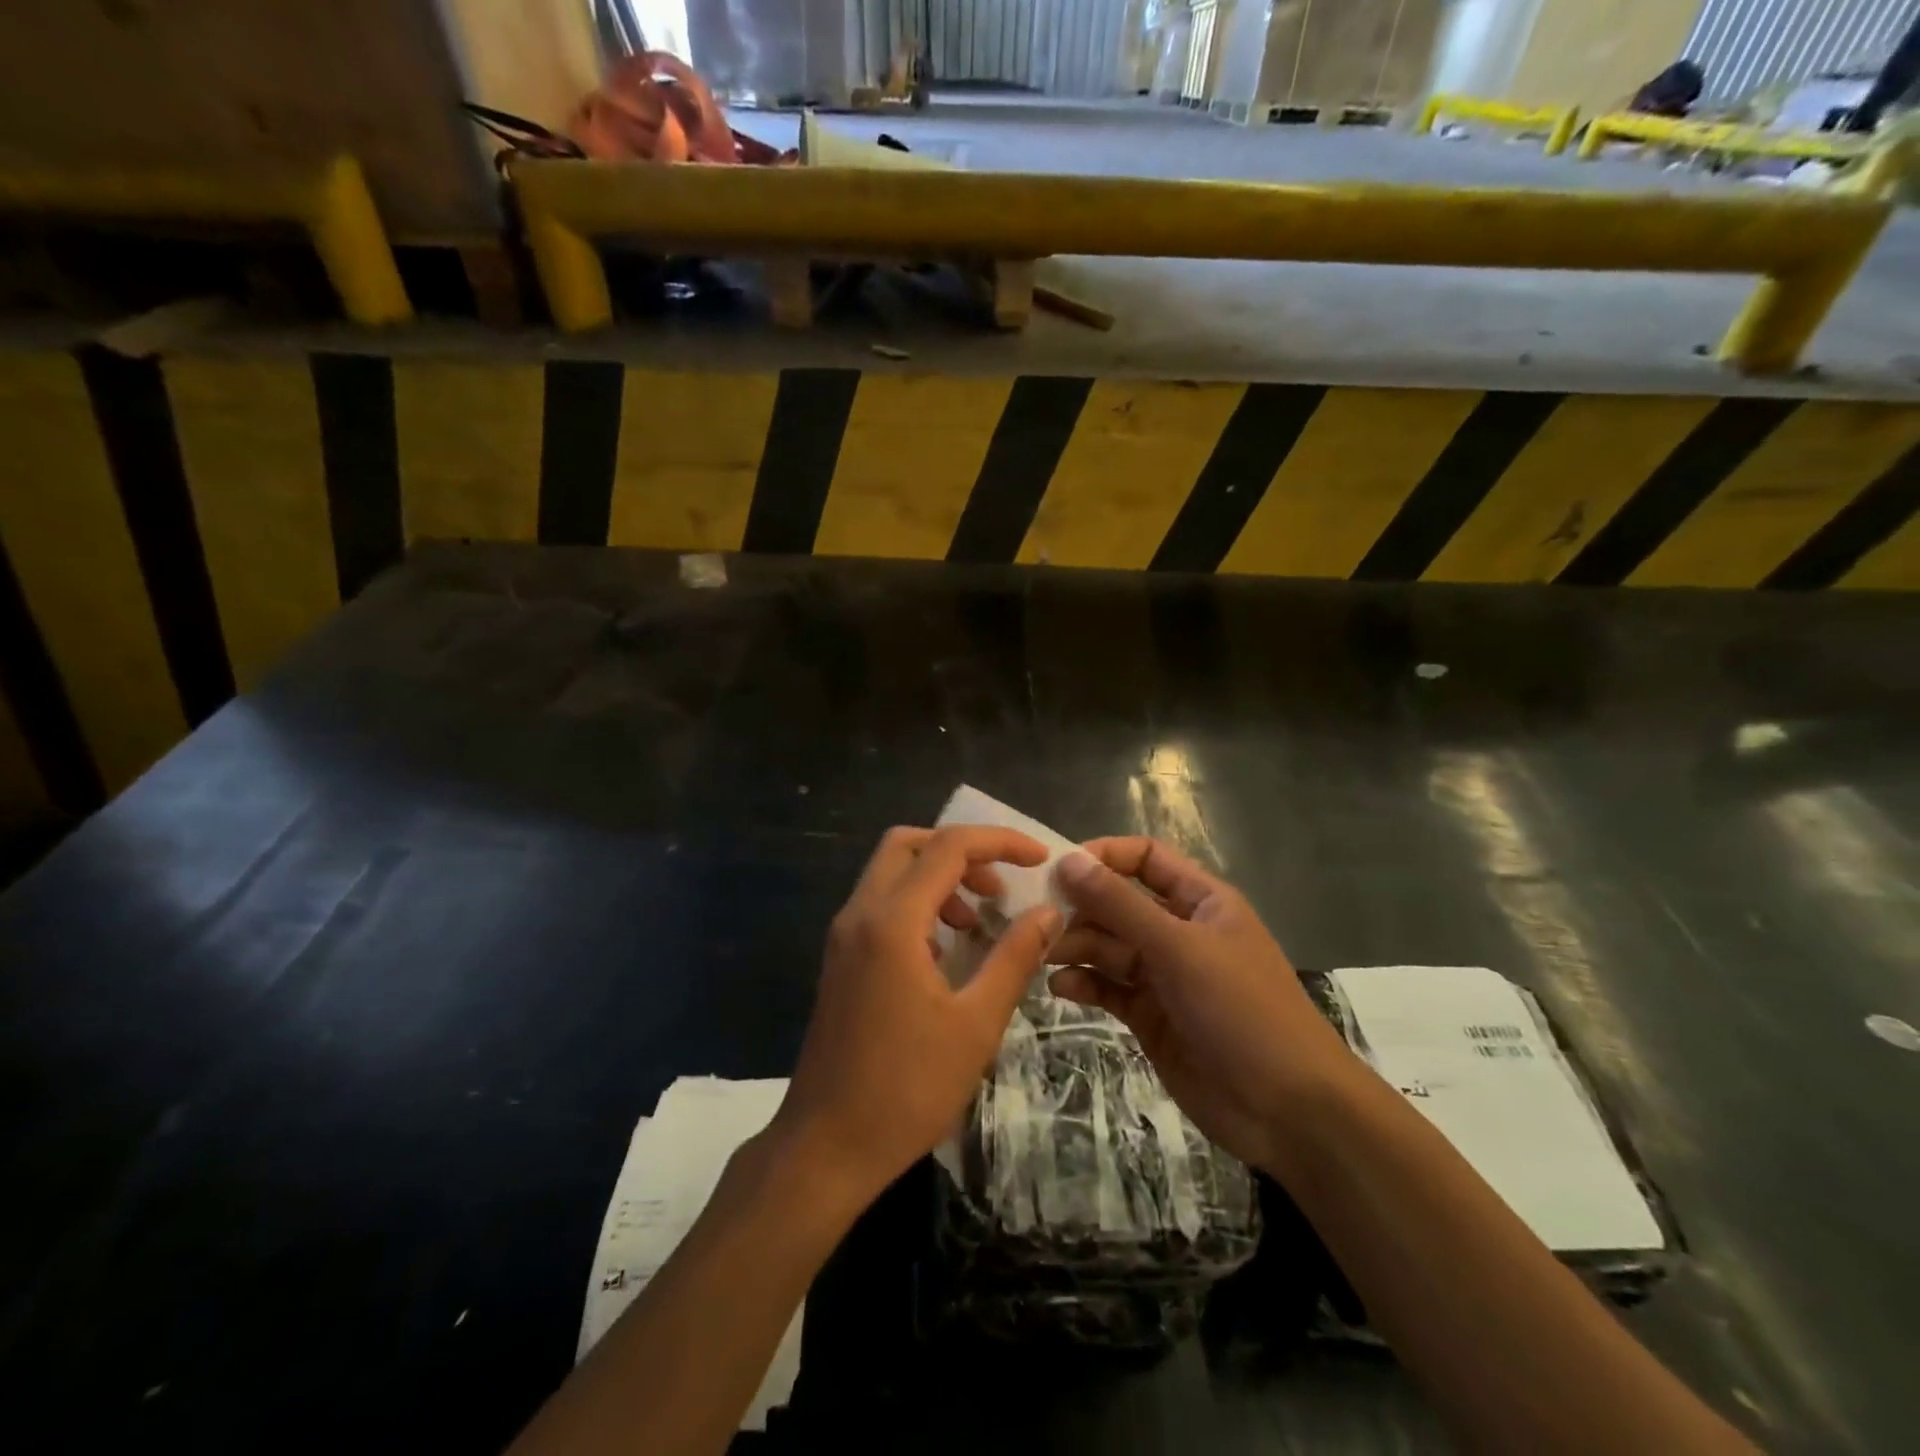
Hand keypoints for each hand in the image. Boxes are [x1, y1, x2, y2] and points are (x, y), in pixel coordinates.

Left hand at [772, 825, 1060, 1207]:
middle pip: (908, 844)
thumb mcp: (976, 1024)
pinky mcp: (840, 959)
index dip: (999, 842)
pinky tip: (945, 950)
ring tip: (978, 921)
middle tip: (1000, 886)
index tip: (1039, 859)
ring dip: (938, 878)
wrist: (826, 1146)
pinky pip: (880, 905)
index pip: (948, 848)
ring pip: (891, 872)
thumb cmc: (907, 1089)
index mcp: (892, 922)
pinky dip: (917, 904)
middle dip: (961, 851)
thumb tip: (1049, 912)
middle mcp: (860, 914)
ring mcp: (844, 936)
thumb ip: (1014, 958)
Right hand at [1048, 837, 1355, 1175]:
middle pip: (1118, 903)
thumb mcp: (1180, 949)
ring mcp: (1164, 975)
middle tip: (1039, 920)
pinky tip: (1060, 988)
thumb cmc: (1242, 1011)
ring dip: (1076, 947)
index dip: (1103, 857)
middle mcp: (1179, 931)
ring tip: (1045, 956)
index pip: (1144, 858)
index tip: (1059, 869)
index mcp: (1200, 901)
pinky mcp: (1150, 1016)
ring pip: (1108, 946)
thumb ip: (1120, 905)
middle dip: (1081, 908)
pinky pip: (1108, 987)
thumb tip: (1067, 861)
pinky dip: (1084, 983)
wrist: (1288, 1112)